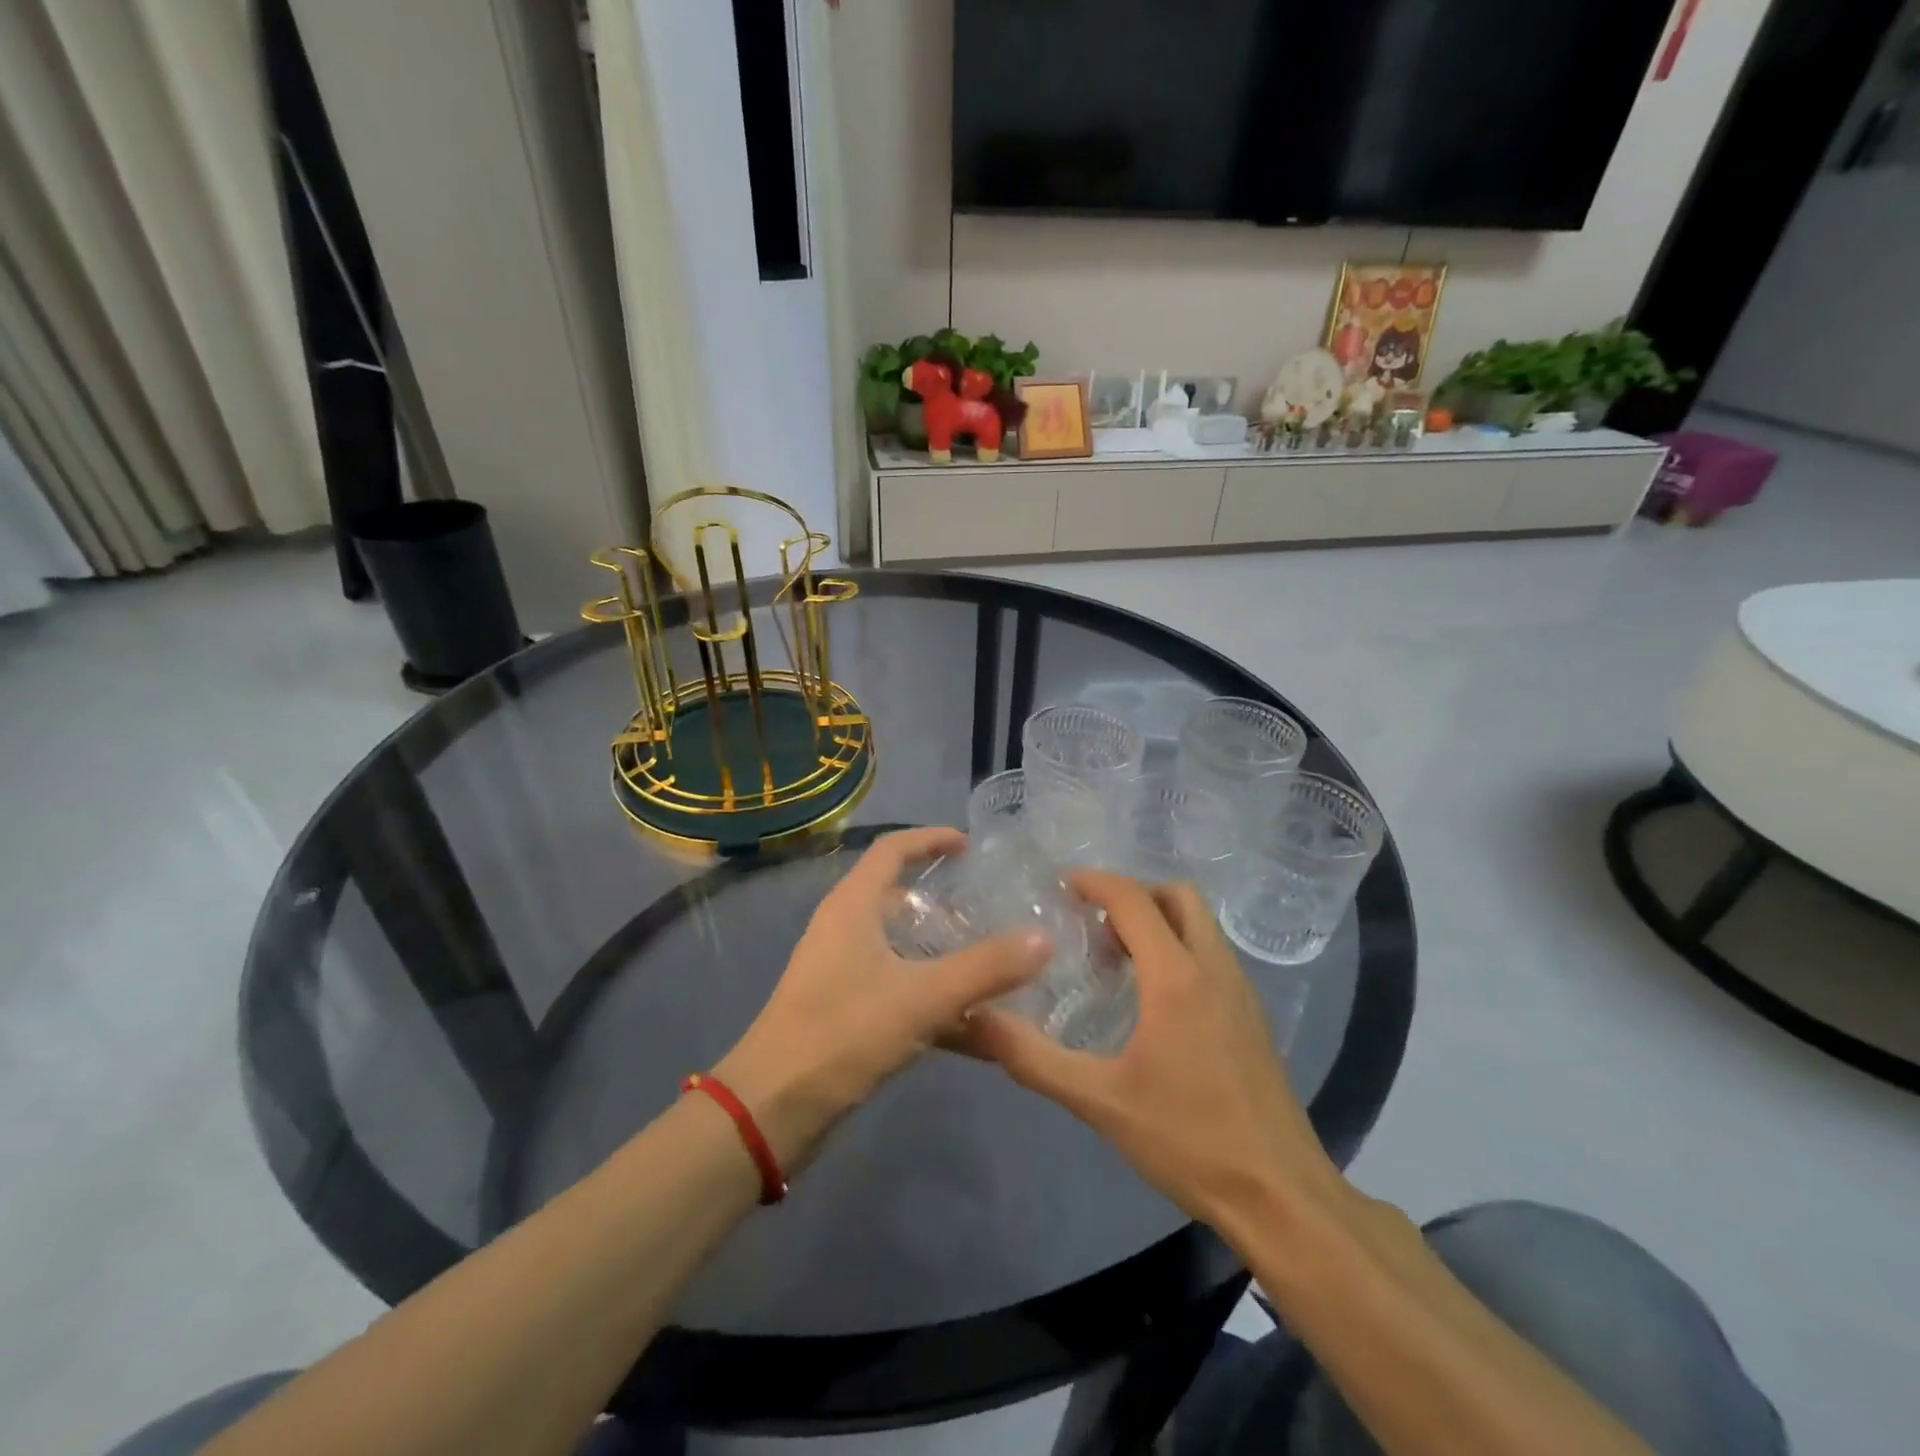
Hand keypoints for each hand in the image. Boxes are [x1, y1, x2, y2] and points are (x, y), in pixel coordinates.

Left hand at [715, 827, 1049, 1171]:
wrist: (773, 1109)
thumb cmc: (843, 1032)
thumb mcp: (922, 997)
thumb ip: (985, 968)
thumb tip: (1044, 938)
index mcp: (853, 906)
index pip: (892, 849)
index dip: (931, 839)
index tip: (971, 845)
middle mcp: (844, 929)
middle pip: (898, 897)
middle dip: (944, 900)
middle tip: (991, 908)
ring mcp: (842, 972)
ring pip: (902, 949)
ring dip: (944, 954)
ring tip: (994, 963)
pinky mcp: (845, 1011)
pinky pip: (900, 990)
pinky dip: (935, 1000)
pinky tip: (978, 1028)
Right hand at [957, 870, 1343, 1228]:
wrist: (1280, 1195)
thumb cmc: (1188, 1140)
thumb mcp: (1100, 1102)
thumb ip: (1034, 1059)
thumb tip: (979, 1020)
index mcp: (1176, 977)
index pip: (1134, 900)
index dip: (1097, 882)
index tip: (1062, 884)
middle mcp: (1213, 968)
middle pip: (1178, 896)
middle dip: (1134, 895)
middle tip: (1094, 923)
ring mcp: (1240, 991)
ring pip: (1200, 924)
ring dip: (1160, 920)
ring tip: (1117, 956)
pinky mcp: (1252, 1016)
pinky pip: (1212, 954)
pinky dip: (1180, 947)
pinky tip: (1153, 997)